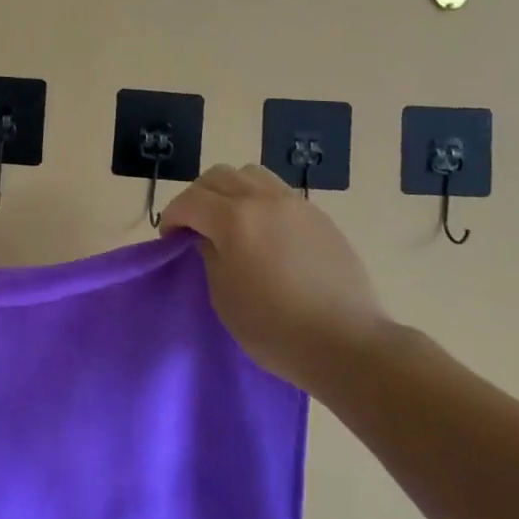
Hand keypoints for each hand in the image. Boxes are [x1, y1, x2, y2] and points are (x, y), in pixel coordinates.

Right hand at [161, 164, 390, 395]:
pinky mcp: (318, 215)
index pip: (190, 200)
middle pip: (218, 176)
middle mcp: (263, 199)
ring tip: (230, 220)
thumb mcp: (224, 297)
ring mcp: (294, 204)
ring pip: (249, 174)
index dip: (173, 216)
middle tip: (196, 226)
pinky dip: (259, 200)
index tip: (170, 238)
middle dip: (198, 197)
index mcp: (235, 219)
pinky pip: (277, 191)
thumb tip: (206, 237)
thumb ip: (209, 255)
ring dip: (230, 190)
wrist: (348, 344)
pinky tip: (263, 230)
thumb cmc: (276, 329)